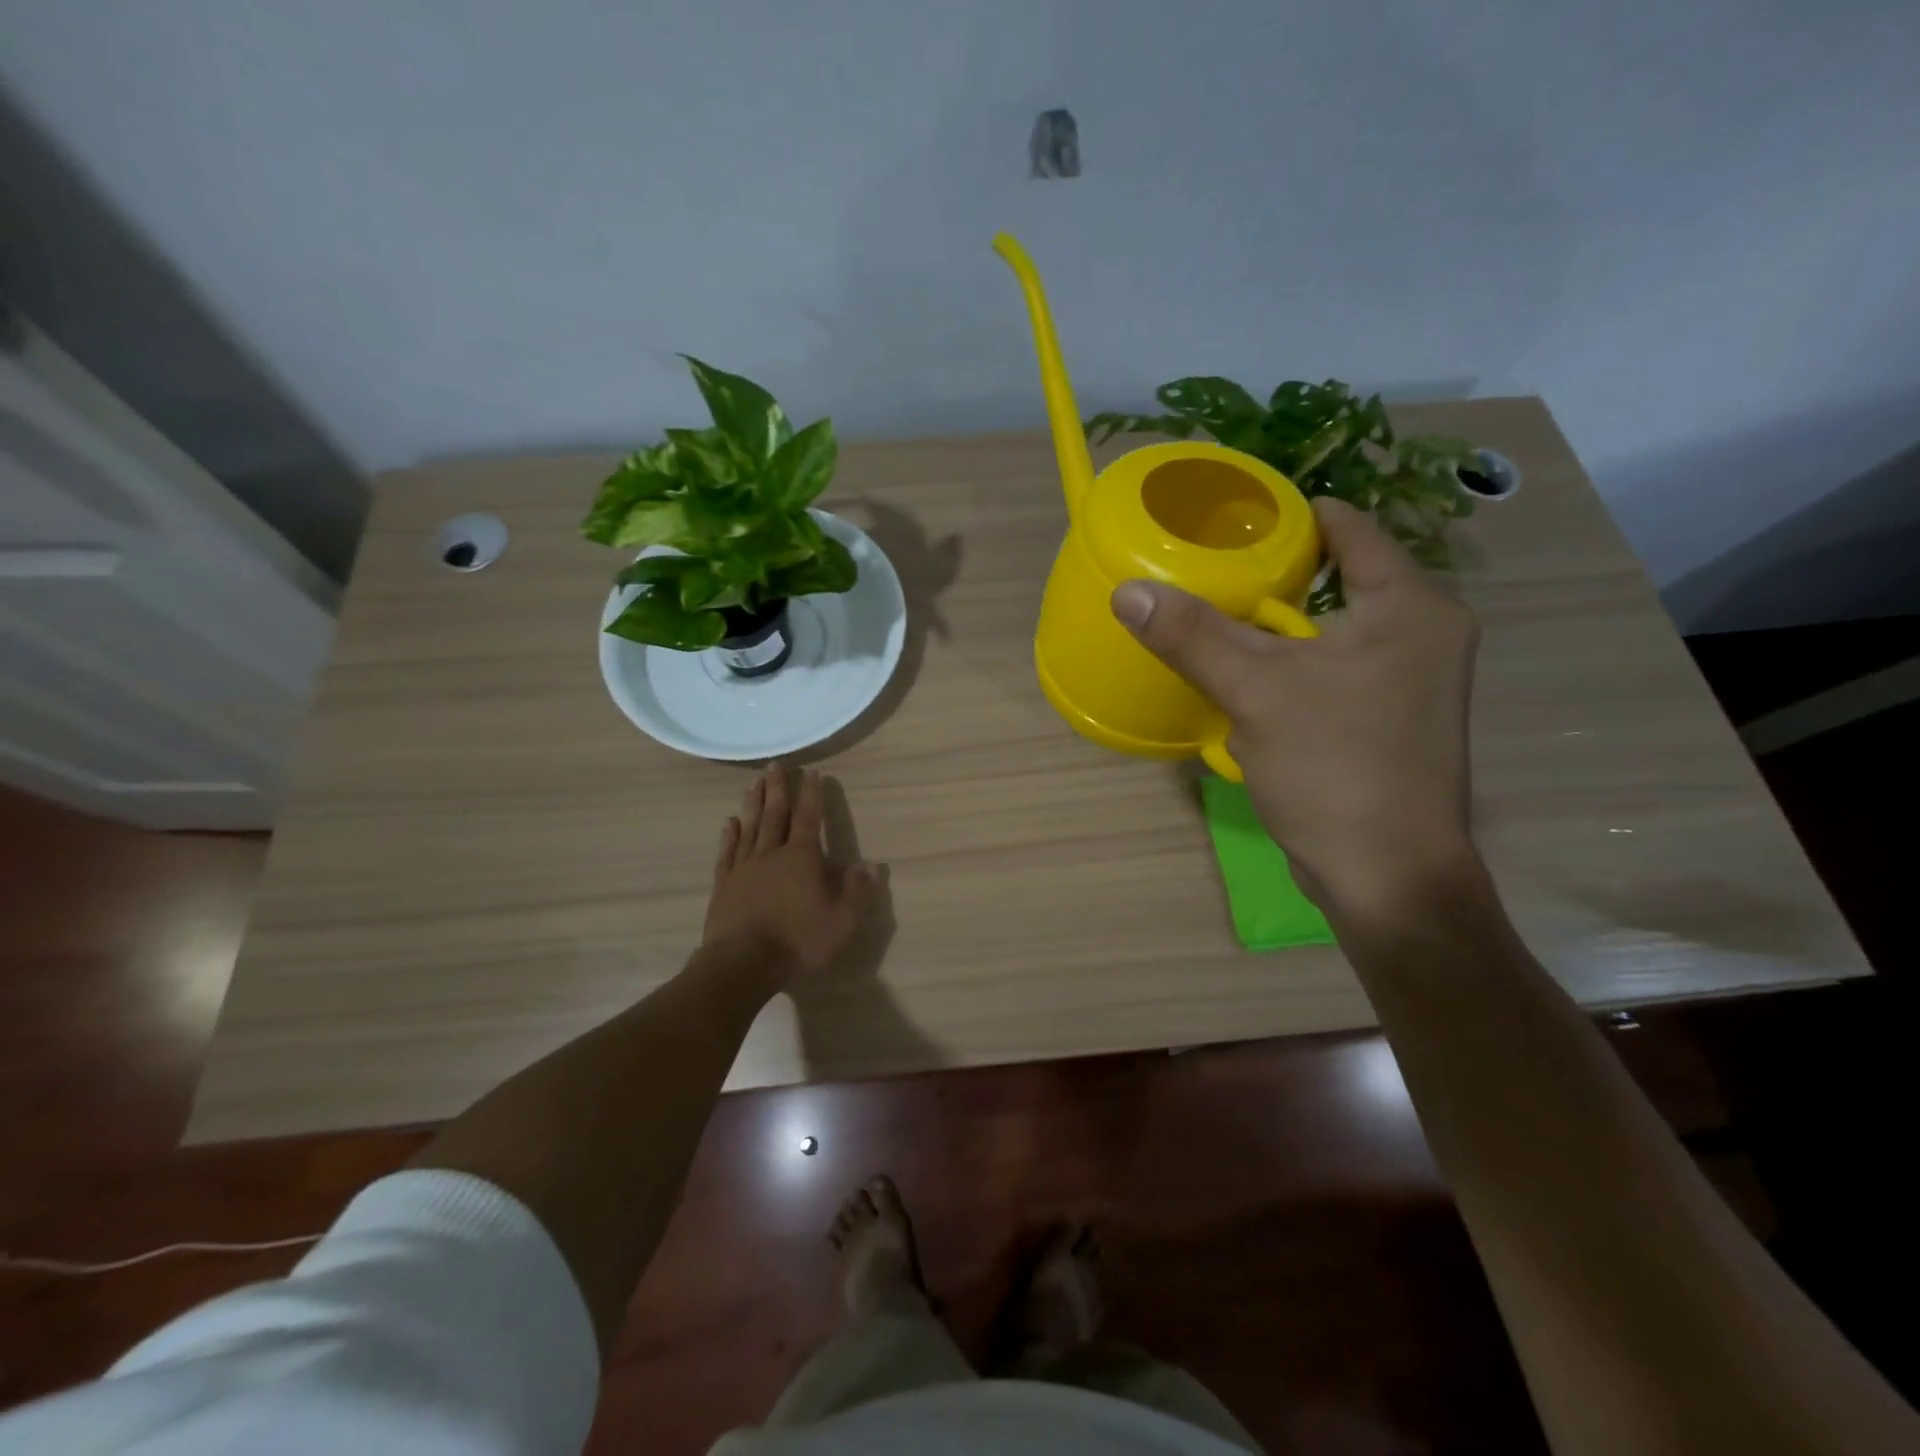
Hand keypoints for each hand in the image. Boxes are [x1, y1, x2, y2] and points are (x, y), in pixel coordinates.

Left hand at [704, 764, 875, 984]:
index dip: (812, 794)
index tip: (812, 772)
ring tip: (754, 782)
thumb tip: (869, 865)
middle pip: (776, 814)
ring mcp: (744, 867)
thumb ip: (856, 891)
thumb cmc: (797, 941)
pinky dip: (730, 834)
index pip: (810, 818)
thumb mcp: (841, 921)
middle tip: (775, 764)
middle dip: (778, 788)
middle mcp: (772, 853)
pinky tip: (730, 822)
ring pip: (750, 826)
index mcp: (802, 858)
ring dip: (754, 803)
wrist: (742, 963)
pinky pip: (728, 852)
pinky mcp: (724, 884)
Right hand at [1111, 497, 1480, 920]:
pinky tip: (1249, 672)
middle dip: (1276, 572)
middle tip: (1211, 566)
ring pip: (1334, 627)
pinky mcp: (1392, 718)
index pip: (1349, 529)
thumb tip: (1129, 590)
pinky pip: (1336, 666)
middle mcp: (1424, 633)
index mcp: (1411, 607)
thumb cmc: (1334, 768)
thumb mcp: (1255, 691)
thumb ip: (1192, 635)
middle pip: (1341, 576)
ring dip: (1280, 622)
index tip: (1231, 518)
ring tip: (1218, 613)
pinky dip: (1294, 661)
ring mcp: (1412, 680)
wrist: (1387, 875)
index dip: (1289, 516)